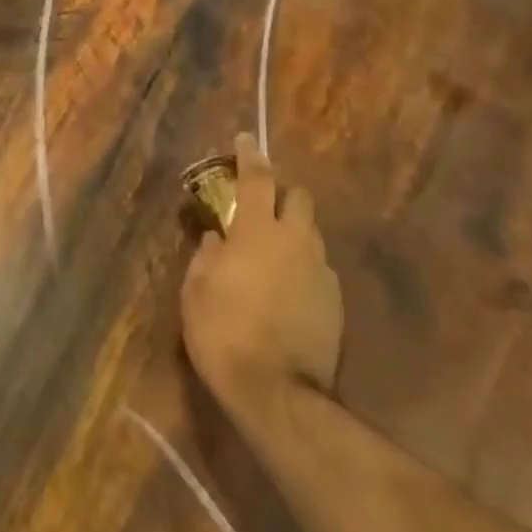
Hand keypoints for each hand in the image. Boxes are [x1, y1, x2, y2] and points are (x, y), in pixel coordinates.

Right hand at [180, 134, 343, 416]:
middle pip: (298, 198)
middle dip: (281, 193)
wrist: (278, 392)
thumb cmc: (223, 333)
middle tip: (259, 207)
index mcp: (257, 232)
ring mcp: (321, 270)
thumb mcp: (196, 292)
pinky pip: (317, 266)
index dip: (250, 156)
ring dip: (292, 232)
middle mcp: (296, 241)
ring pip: (311, 233)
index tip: (245, 140)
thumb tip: (217, 239)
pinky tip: (285, 289)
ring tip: (270, 254)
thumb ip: (207, 256)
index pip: (257, 179)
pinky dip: (302, 265)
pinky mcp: (335, 300)